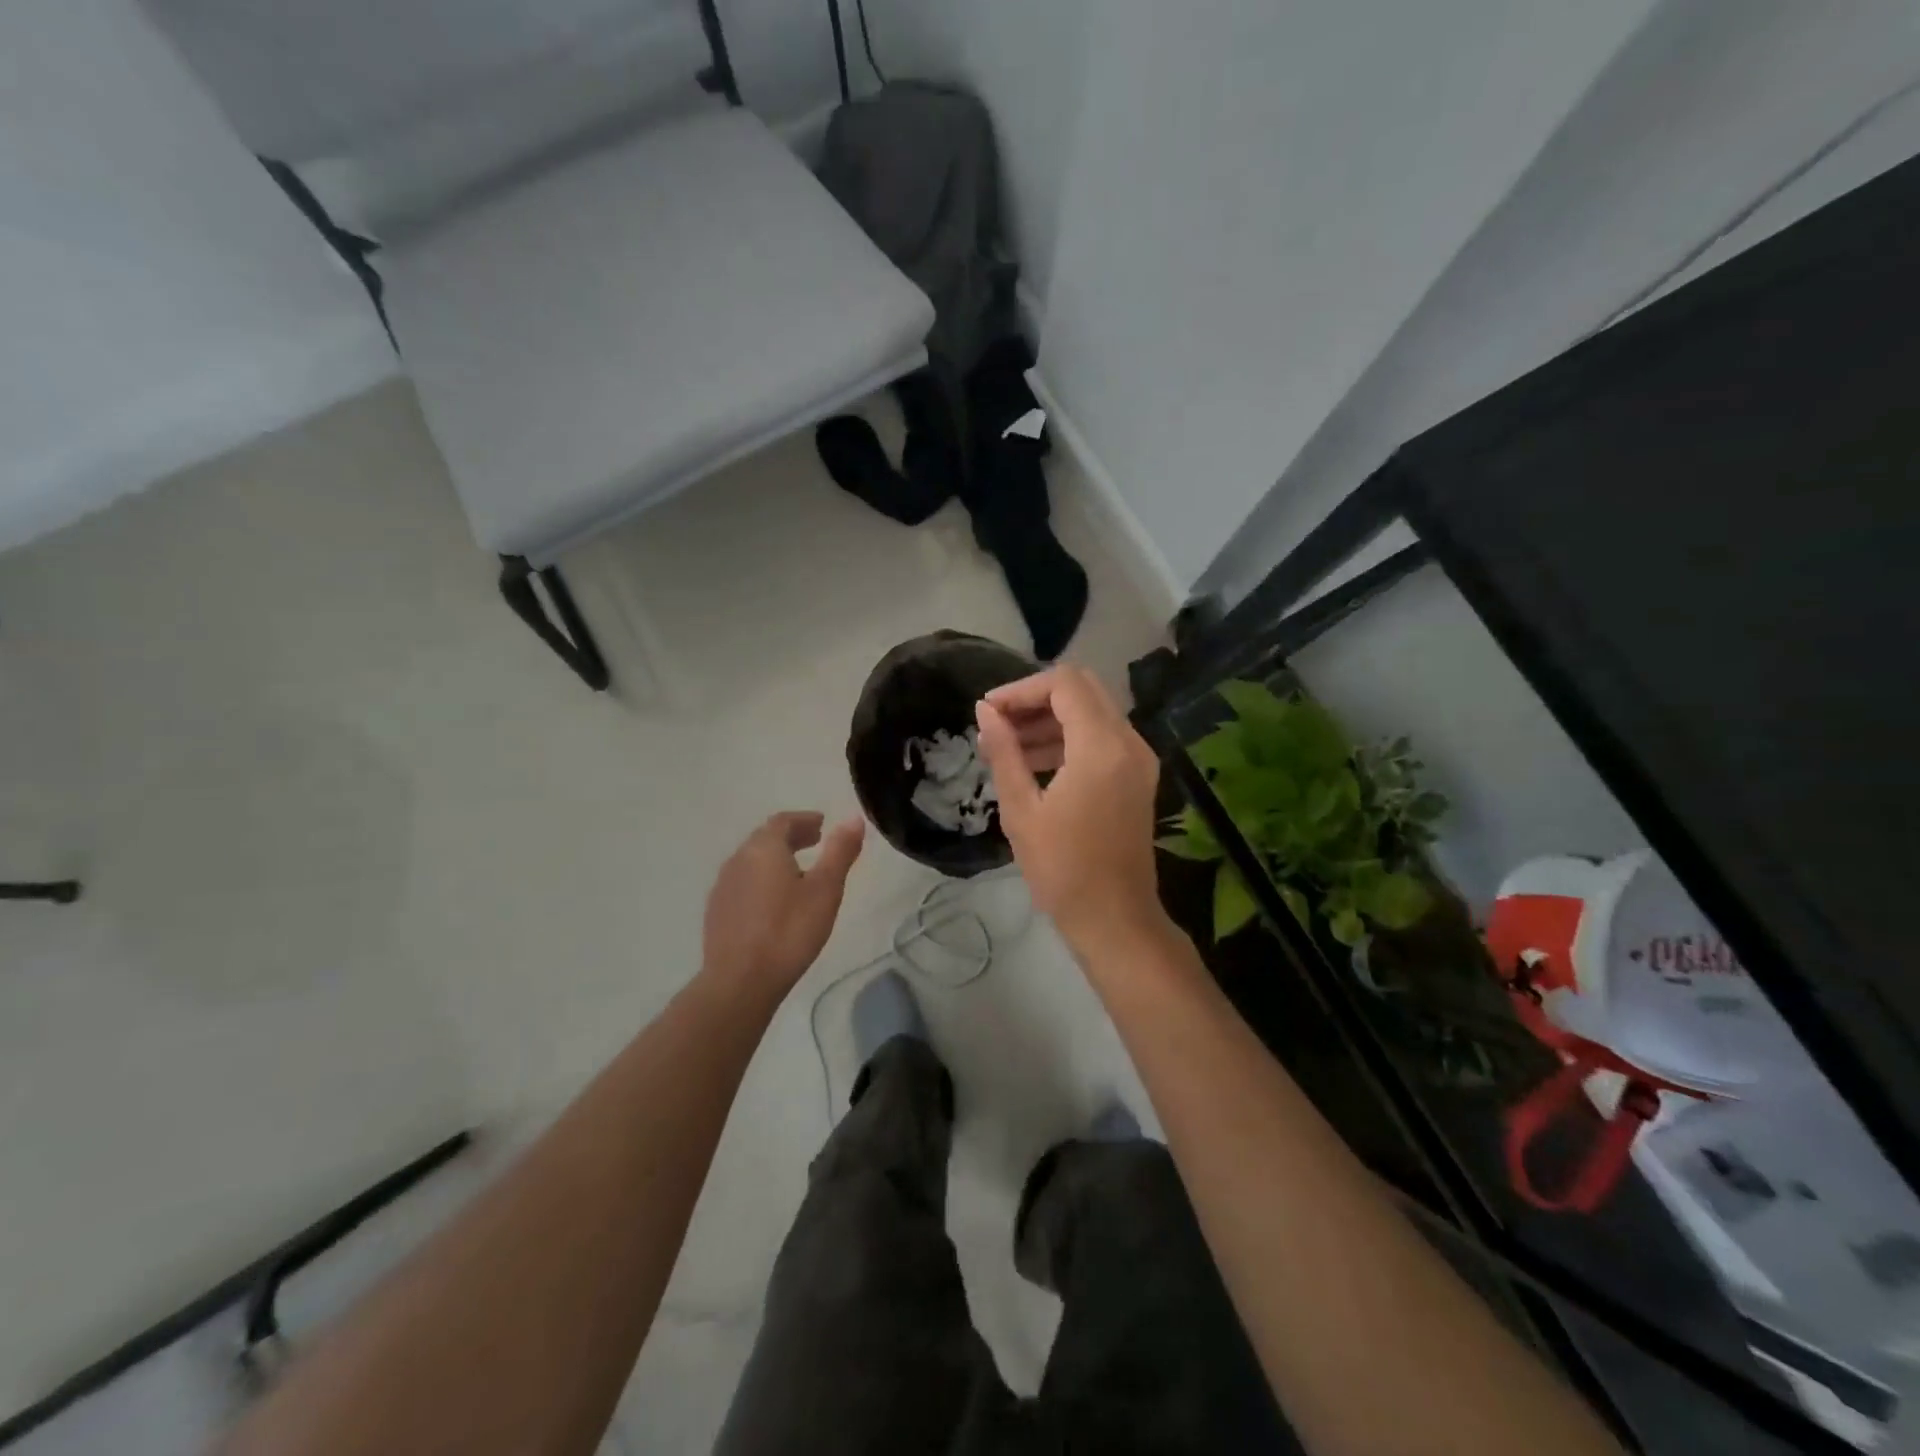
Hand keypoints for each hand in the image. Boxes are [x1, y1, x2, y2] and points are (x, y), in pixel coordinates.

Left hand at [702, 811, 864, 998]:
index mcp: (763, 848)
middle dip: (791, 837)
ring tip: (798, 872)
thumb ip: (840, 851)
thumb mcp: (825, 890)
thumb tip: (854, 818)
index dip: (804, 820)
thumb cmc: (789, 931)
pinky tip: (773, 902)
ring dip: (775, 859)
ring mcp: (723, 886)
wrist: (740, 981)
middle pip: (765, 838)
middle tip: (815, 842)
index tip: (822, 825)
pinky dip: (761, 880)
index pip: (783, 821)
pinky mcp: (716, 912)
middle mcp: (738, 860)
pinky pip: (742, 883)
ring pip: (752, 861)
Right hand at [975, 666, 1169, 954]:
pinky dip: (1071, 737)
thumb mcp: (1021, 809)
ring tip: (1009, 745)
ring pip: (1094, 711)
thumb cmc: (1062, 869)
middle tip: (999, 723)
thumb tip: (984, 711)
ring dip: (1053, 718)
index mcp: (1101, 746)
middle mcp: (1129, 742)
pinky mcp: (1139, 776)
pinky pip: (1104, 737)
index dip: (1021, 689)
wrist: (1114, 918)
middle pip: (1083, 689)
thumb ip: (1004, 751)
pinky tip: (1036, 762)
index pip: (1064, 684)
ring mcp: (1139, 759)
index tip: (989, 711)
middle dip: (1037, 698)